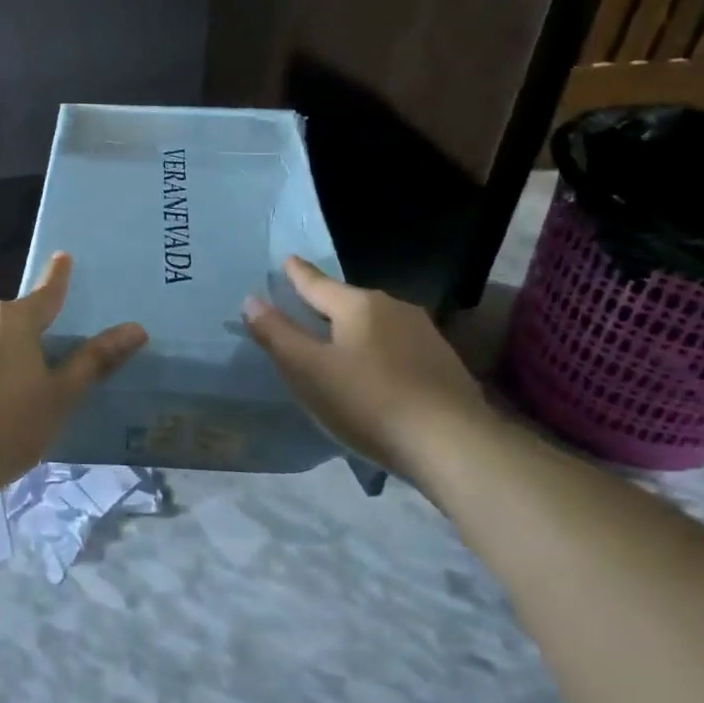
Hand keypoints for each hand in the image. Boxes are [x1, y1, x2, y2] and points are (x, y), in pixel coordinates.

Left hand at [0, 252, 146, 497]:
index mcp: (13, 319)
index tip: (63, 256)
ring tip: (16, 398)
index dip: (59, 277)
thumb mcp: (59, 397)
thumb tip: (135, 329)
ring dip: (5, 356)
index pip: (46, 293)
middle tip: (51, 369)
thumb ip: (94, 361)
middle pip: (16, 320)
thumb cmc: (6, 428)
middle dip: (33, 335)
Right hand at [242, 256, 493, 482]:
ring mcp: (424, 334)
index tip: (287, 260)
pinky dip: (378, 351)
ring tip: (338, 344)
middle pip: (349, 302)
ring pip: (376, 324)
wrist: (452, 443)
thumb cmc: (369, 402)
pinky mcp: (443, 362)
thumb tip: (251, 300)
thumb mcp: (308, 371)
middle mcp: (394, 308)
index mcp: (359, 305)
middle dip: (326, 305)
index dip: (298, 274)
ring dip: (354, 330)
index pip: (318, 284)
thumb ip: (277, 335)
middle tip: (306, 308)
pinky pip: (397, 346)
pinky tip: (376, 372)